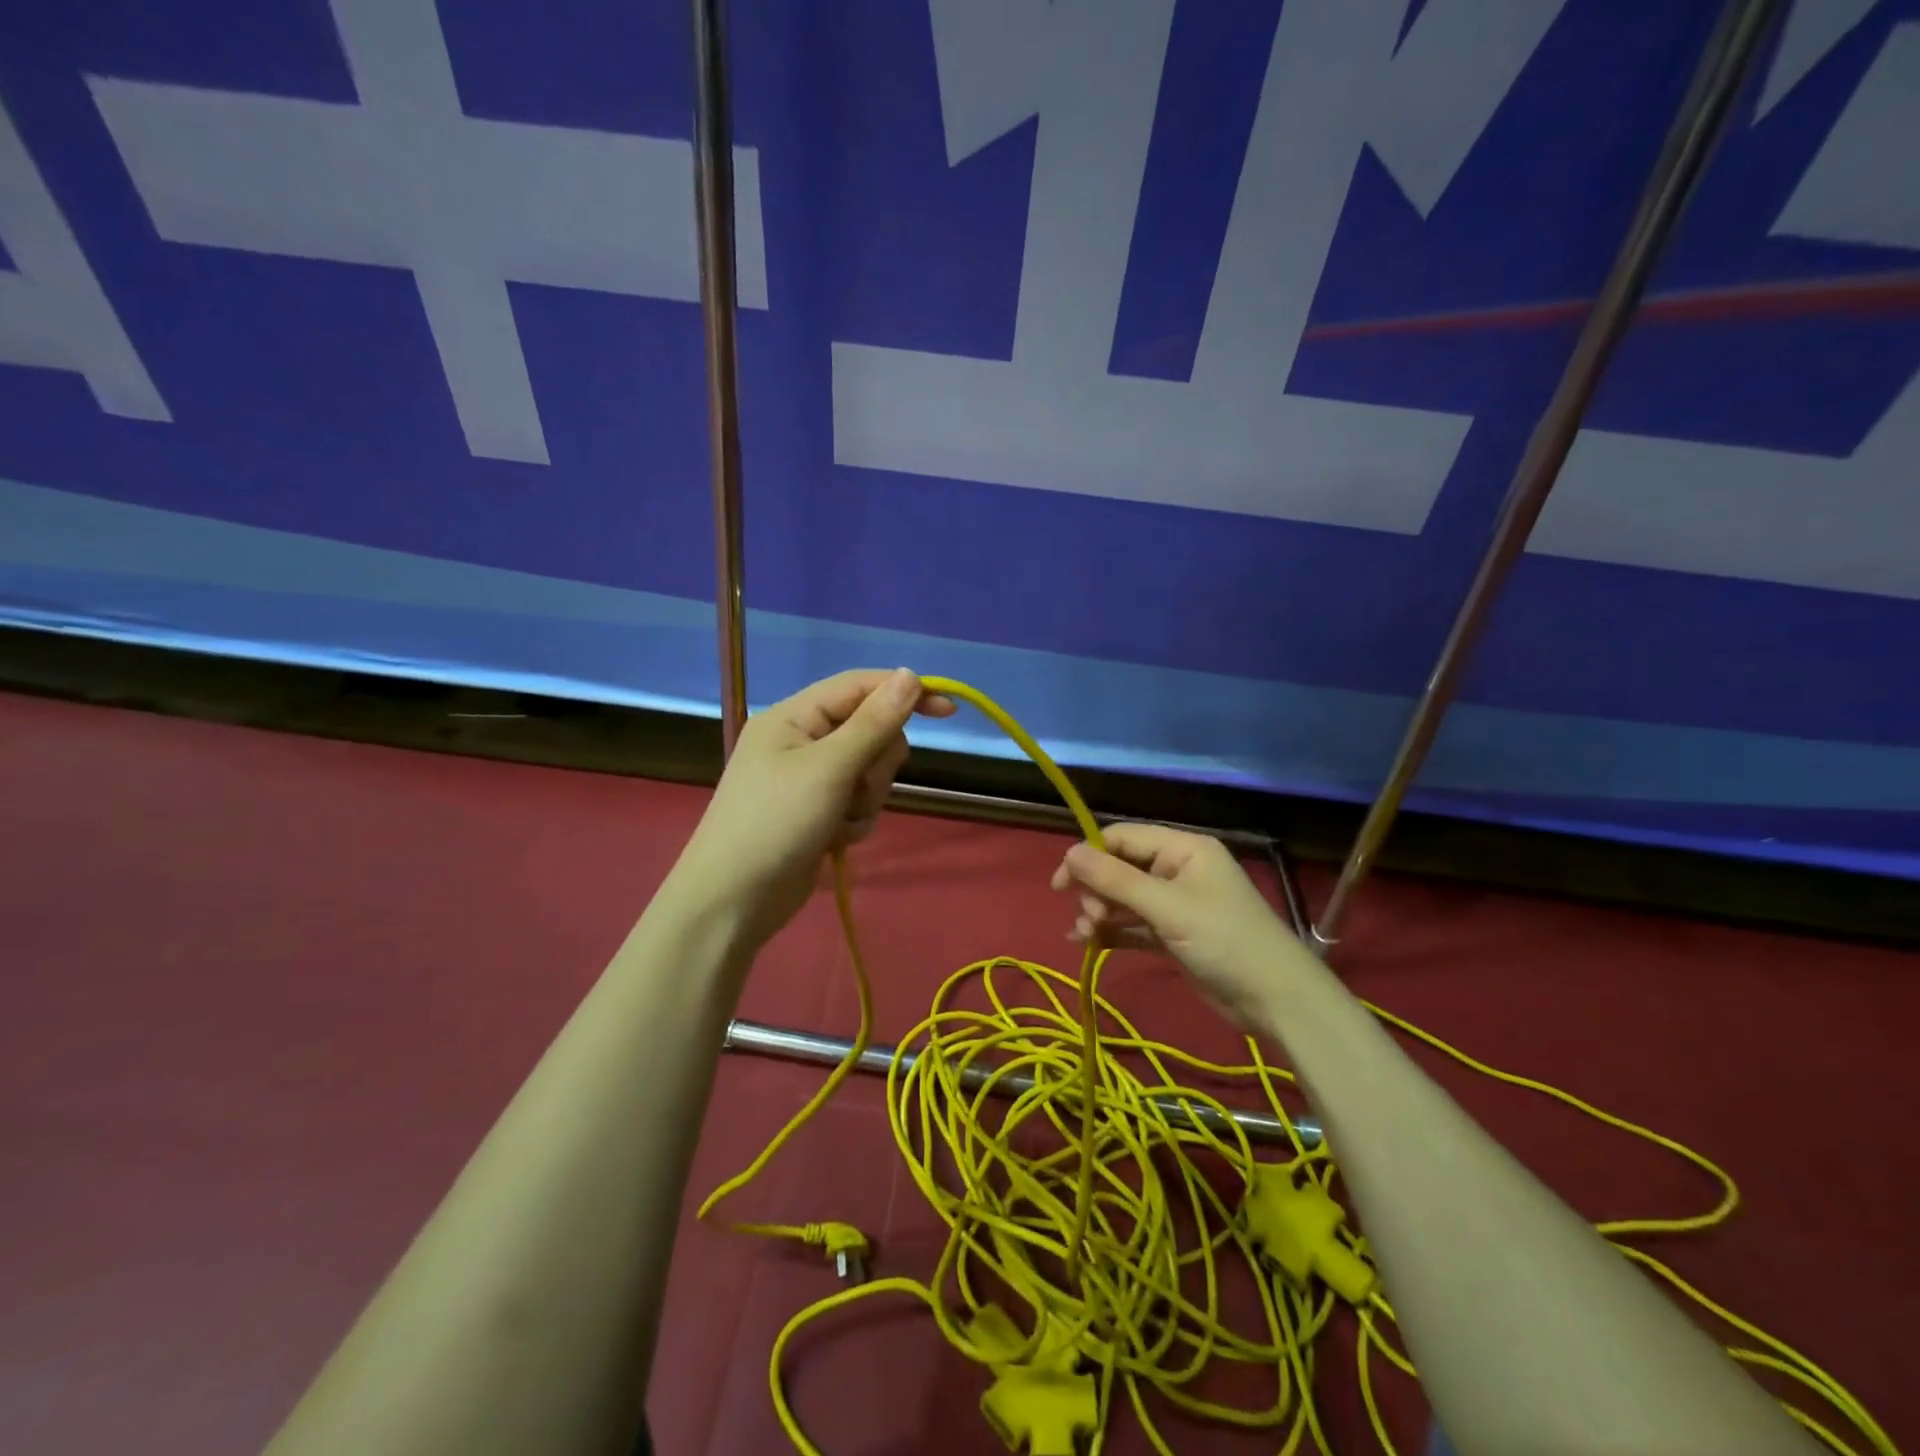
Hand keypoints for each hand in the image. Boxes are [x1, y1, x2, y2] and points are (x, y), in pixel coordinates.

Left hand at [675, 668, 954, 944]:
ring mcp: (810, 779)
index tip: (948, 711)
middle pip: (870, 731)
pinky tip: (834, 840)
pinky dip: (855, 820)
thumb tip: (912, 675)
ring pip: (869, 770)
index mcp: (794, 716)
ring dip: (866, 797)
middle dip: (875, 763)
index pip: (860, 687)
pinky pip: (859, 801)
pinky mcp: (818, 811)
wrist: (733, 901)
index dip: (905, 693)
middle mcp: (802, 740)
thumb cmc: (775, 823)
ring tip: (840, 821)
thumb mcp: (829, 768)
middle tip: (856, 787)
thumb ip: (874, 722)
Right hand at [1051, 823, 1304, 1029]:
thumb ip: (1116, 880)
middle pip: (1120, 867)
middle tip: (1088, 918)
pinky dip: (1112, 932)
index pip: (1123, 838)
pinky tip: (1088, 944)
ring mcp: (1176, 903)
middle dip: (1097, 890)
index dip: (1089, 855)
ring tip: (1085, 934)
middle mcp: (1177, 869)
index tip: (1061, 884)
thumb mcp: (1166, 907)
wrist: (1276, 1000)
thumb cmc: (1224, 940)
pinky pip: (1133, 925)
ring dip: (1100, 912)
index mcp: (1182, 848)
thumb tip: (1068, 853)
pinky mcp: (1174, 934)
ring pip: (1124, 898)